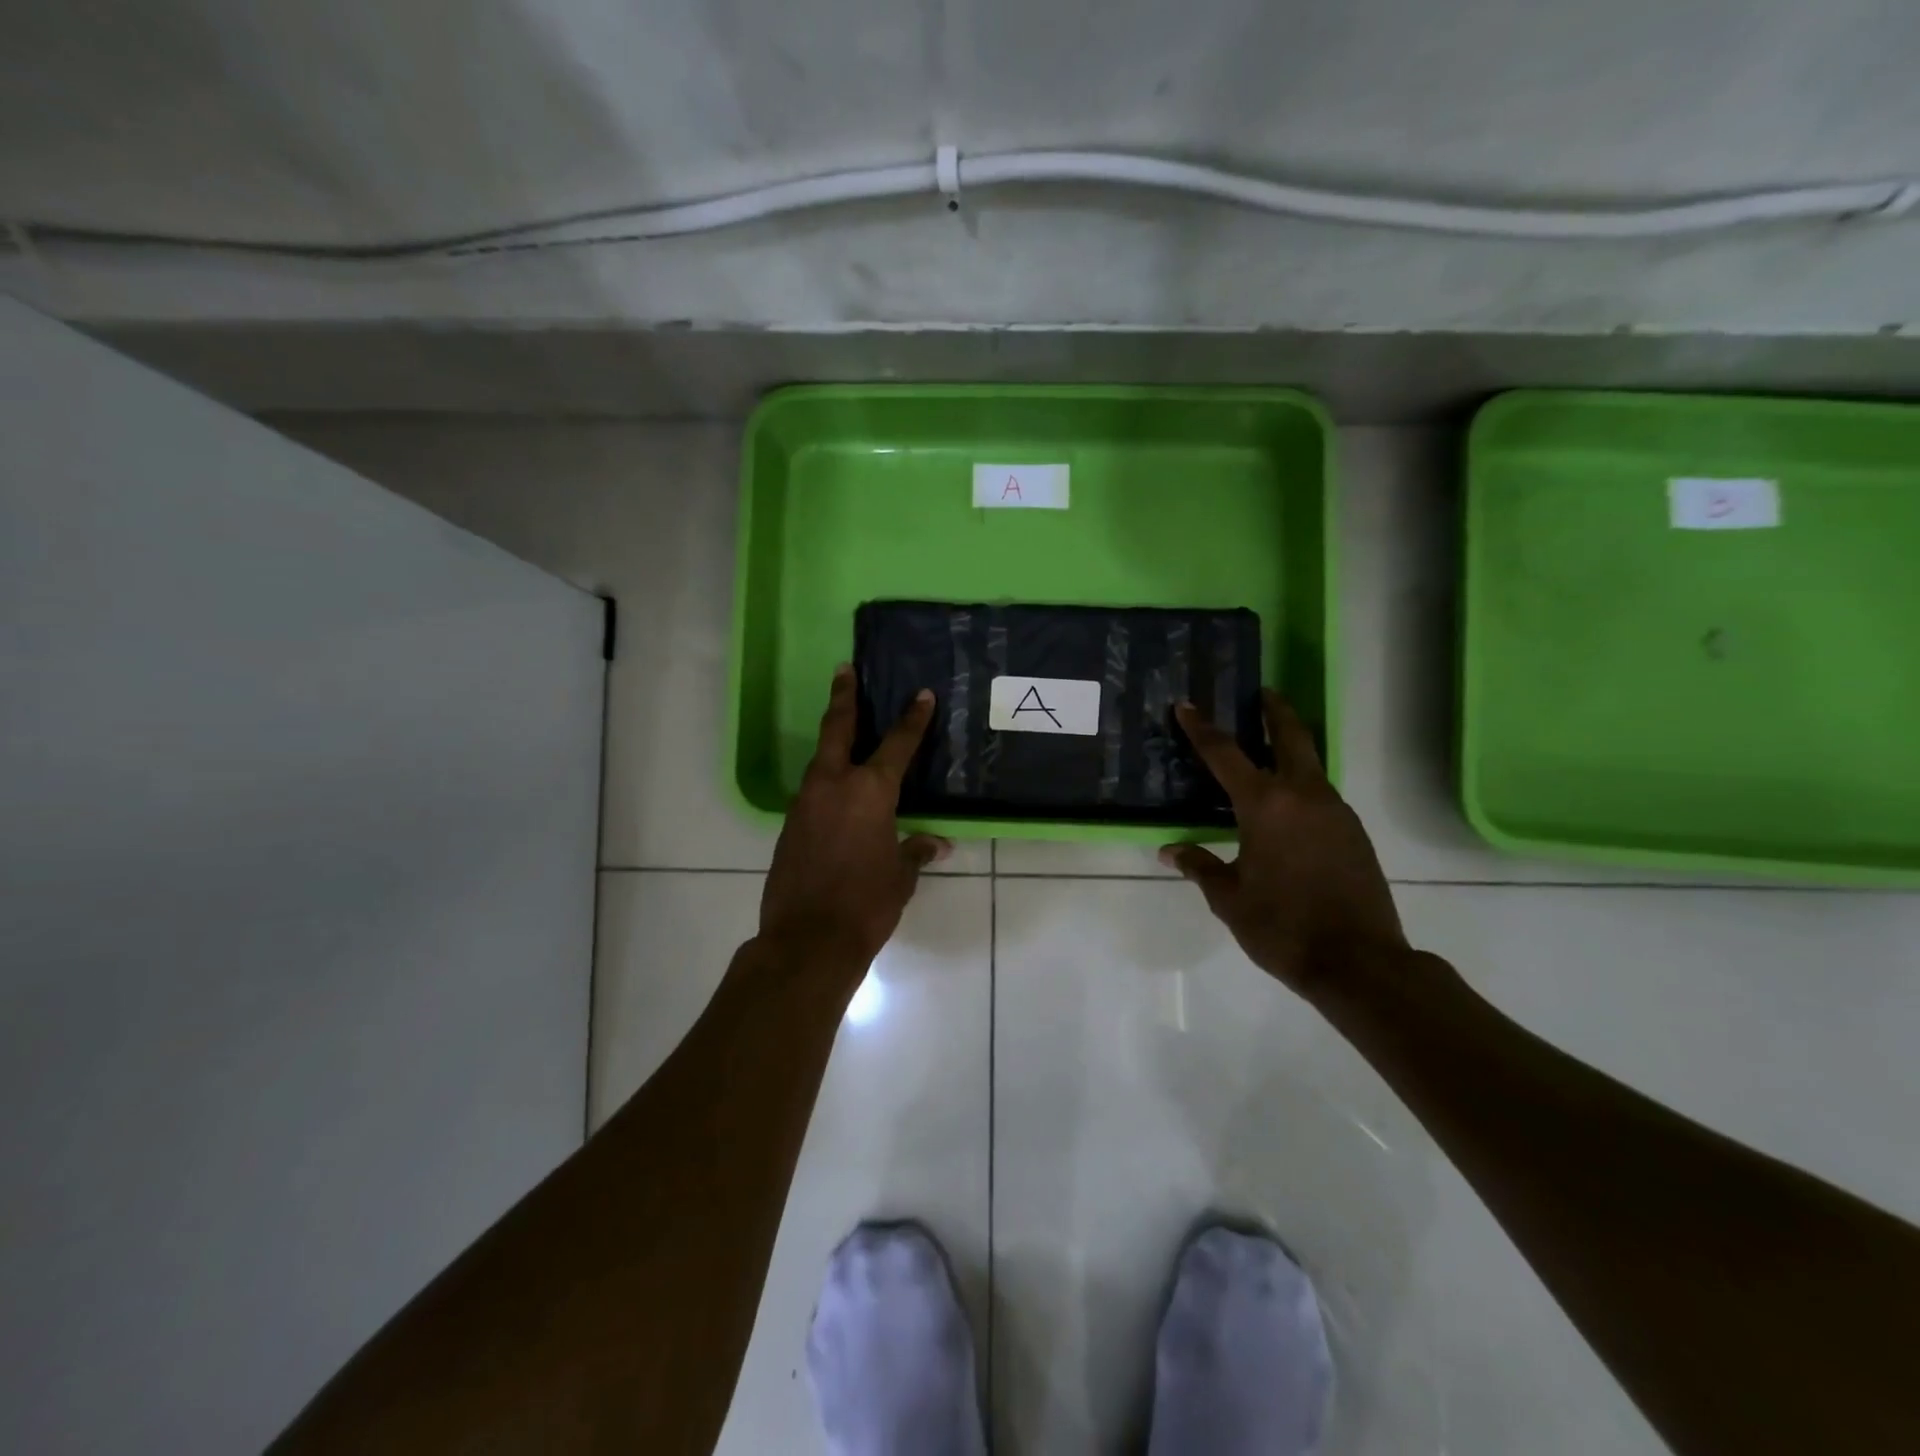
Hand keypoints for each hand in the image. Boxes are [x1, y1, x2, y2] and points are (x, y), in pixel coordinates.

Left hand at [759, 665, 950, 974]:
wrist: (807, 940)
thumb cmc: (866, 904)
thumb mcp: (900, 876)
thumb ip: (915, 851)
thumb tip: (937, 844)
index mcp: (869, 791)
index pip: (897, 744)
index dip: (912, 719)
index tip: (920, 695)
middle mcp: (833, 786)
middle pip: (837, 729)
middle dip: (844, 697)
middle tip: (844, 670)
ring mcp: (804, 804)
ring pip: (819, 760)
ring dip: (832, 741)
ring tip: (843, 728)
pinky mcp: (788, 826)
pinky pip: (811, 792)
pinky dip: (825, 781)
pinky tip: (835, 792)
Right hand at [1161, 691, 1406, 1002]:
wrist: (1358, 962)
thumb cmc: (1282, 926)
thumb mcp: (1229, 898)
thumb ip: (1200, 866)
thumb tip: (1171, 851)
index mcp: (1266, 806)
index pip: (1225, 754)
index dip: (1202, 729)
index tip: (1187, 706)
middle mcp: (1304, 796)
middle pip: (1291, 737)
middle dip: (1275, 711)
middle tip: (1262, 692)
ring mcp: (1336, 812)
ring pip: (1310, 766)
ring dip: (1290, 749)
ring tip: (1268, 750)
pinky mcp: (1354, 833)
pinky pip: (1322, 795)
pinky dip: (1302, 784)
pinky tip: (1288, 807)